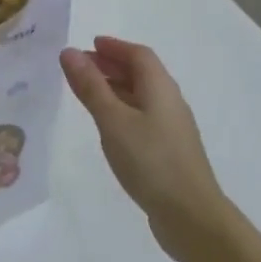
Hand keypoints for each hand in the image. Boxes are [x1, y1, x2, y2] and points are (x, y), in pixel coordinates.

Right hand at [60, 37, 225, 258]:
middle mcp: (169, 102)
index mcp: (160, 88)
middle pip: (141, 73)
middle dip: (111, 65)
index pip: (138, 55)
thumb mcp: (113, 120)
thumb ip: (90, 86)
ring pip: (141, 96)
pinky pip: (142, 117)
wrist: (191, 216)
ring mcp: (171, 128)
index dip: (114, 47)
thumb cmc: (150, 161)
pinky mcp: (168, 151)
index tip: (89, 45)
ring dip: (115, 88)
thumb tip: (69, 52)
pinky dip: (121, 110)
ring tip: (86, 94)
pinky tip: (107, 126)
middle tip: (80, 68)